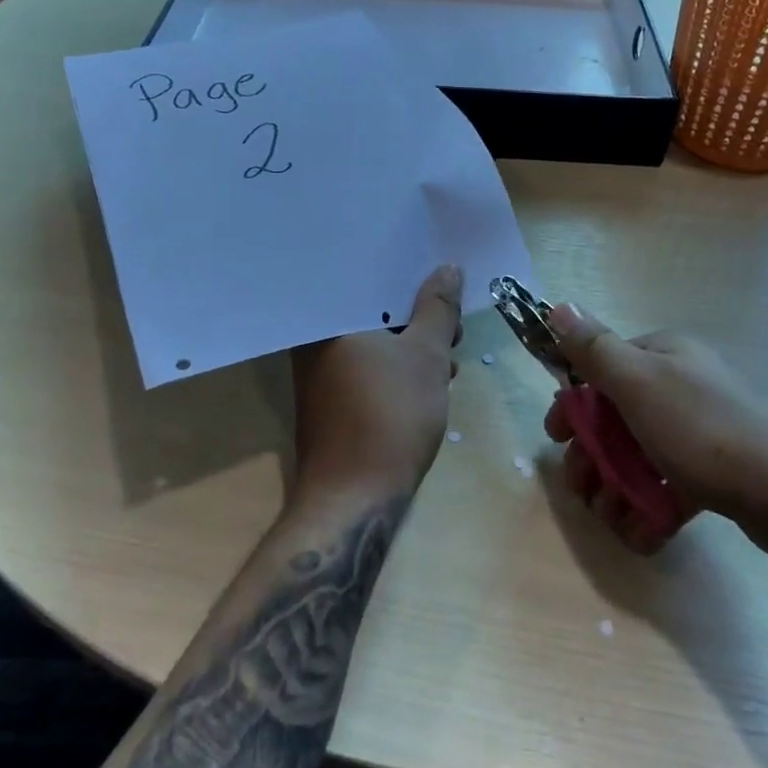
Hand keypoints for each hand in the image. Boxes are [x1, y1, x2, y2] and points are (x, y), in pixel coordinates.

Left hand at [288, 265, 463, 502]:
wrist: (354, 499)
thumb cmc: (390, 415)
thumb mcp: (427, 355)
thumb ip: (438, 308)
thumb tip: (448, 268)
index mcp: (327, 319)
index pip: (366, 276)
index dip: (407, 273)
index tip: (439, 274)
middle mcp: (315, 339)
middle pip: (371, 308)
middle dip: (416, 312)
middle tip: (453, 321)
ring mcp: (321, 371)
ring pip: (373, 338)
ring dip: (412, 341)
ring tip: (450, 352)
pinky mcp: (331, 397)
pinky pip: (367, 364)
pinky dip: (397, 365)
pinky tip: (430, 378)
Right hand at [544, 302, 767, 558]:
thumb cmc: (706, 430)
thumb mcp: (639, 382)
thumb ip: (594, 348)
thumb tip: (557, 305)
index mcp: (663, 356)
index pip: (602, 370)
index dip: (573, 406)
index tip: (554, 441)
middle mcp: (683, 384)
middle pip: (618, 418)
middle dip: (593, 457)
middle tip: (582, 492)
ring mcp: (704, 429)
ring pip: (642, 456)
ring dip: (618, 489)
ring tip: (613, 520)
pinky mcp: (722, 473)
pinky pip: (673, 485)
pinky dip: (652, 508)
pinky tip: (644, 534)